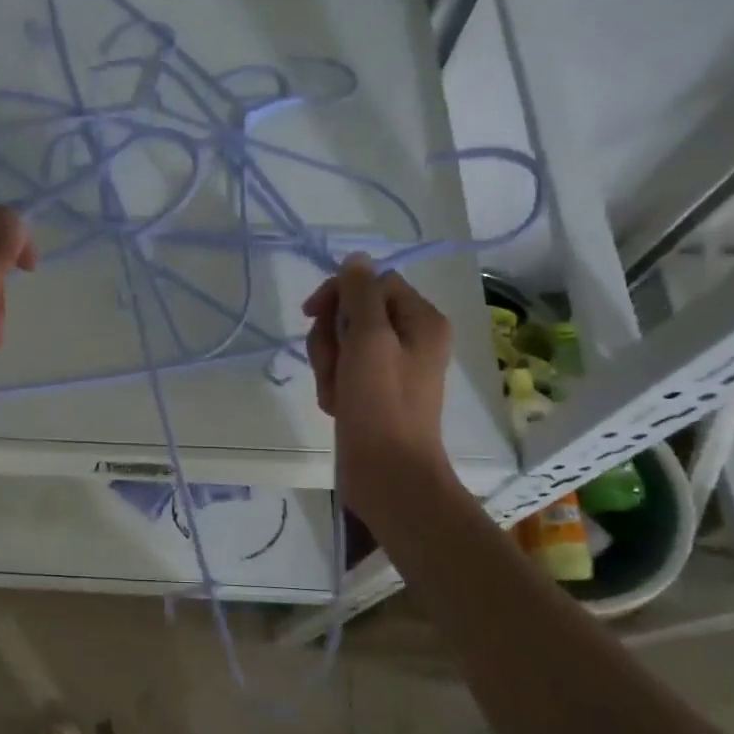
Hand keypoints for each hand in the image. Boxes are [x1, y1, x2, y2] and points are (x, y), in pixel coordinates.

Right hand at [303, 254, 455, 510]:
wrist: (388, 474)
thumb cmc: (381, 404)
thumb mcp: (369, 339)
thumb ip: (360, 294)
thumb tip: (356, 259)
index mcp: (421, 320)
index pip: (371, 283)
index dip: (339, 294)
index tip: (312, 314)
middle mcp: (410, 338)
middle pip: (353, 313)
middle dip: (332, 338)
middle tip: (335, 366)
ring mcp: (390, 368)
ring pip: (342, 344)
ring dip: (328, 365)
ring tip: (336, 393)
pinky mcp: (372, 392)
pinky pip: (342, 372)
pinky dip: (333, 386)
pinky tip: (338, 406)